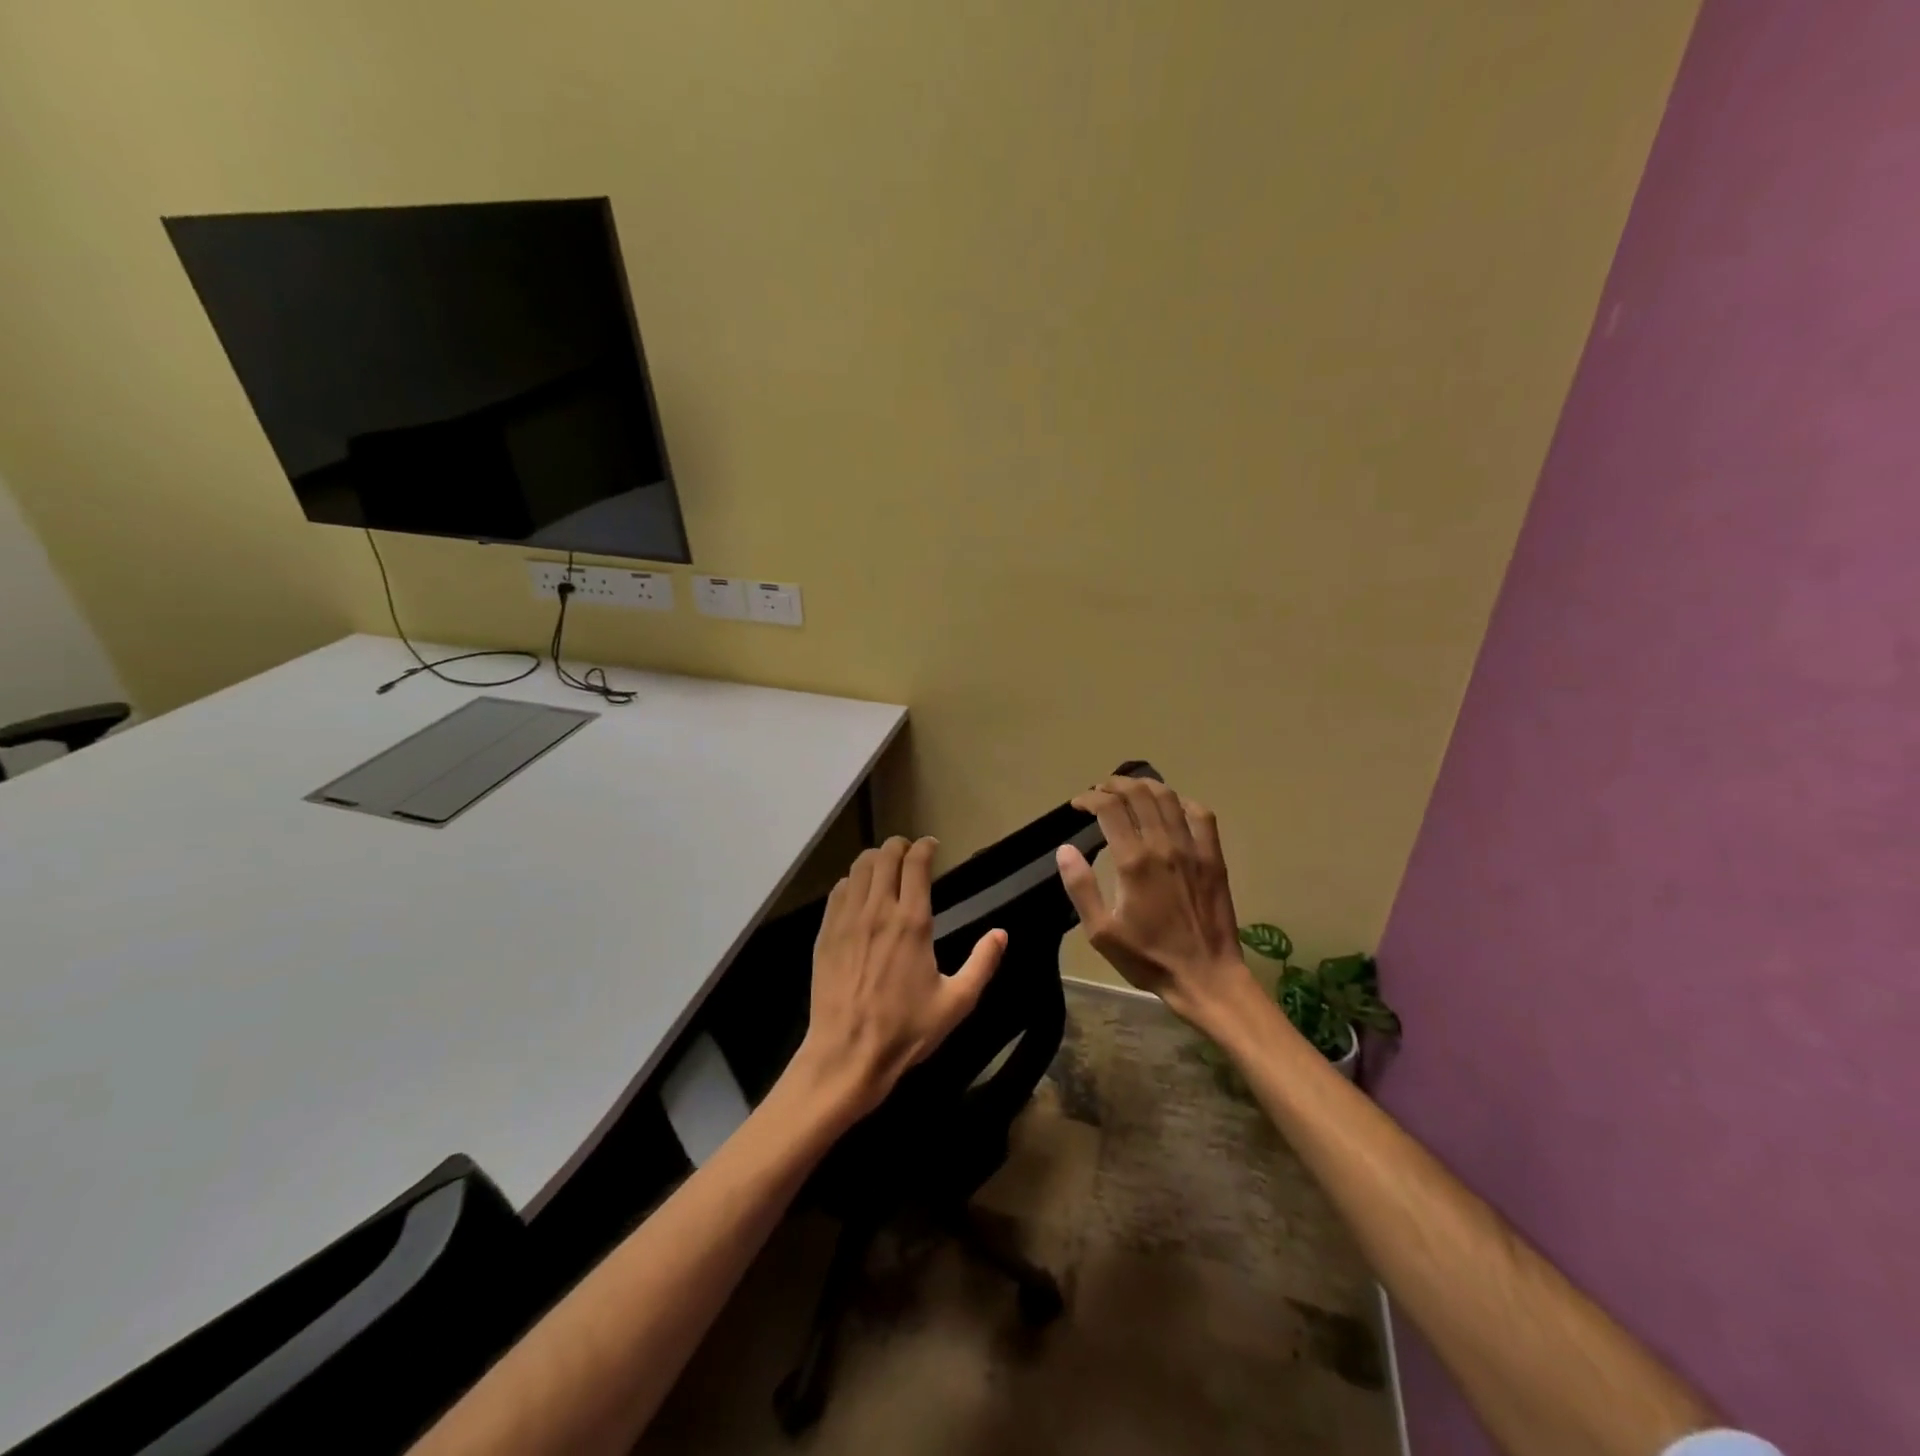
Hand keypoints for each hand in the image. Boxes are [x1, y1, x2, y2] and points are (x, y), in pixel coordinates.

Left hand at [794, 836, 1005, 1116]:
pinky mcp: (826, 933)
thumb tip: (1001, 934)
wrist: (847, 1054)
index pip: (915, 863)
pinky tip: (859, 892)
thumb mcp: (956, 1002)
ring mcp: (847, 920)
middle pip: (885, 856)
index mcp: (912, 922)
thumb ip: (982, 964)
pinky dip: (852, 880)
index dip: (925, 847)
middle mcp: (877, 911)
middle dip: (900, 846)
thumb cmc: (906, 1030)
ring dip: (875, 859)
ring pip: (859, 868)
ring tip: (886, 866)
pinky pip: (838, 890)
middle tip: (910, 852)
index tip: (933, 846)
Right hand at [1056, 777, 1259, 1031]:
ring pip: (1168, 798)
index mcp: (1133, 861)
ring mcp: (1193, 849)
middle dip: (1114, 785)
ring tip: (1130, 790)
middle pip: (1138, 794)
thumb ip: (1081, 887)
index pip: (1109, 808)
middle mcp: (1163, 845)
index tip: (1077, 804)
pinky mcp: (1213, 858)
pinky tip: (1172, 807)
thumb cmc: (1148, 957)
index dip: (1089, 798)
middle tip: (1100, 791)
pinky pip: (1202, 816)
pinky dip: (1183, 802)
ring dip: (1145, 786)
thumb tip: (1065, 849)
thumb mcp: (1101, 932)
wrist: (1206, 977)